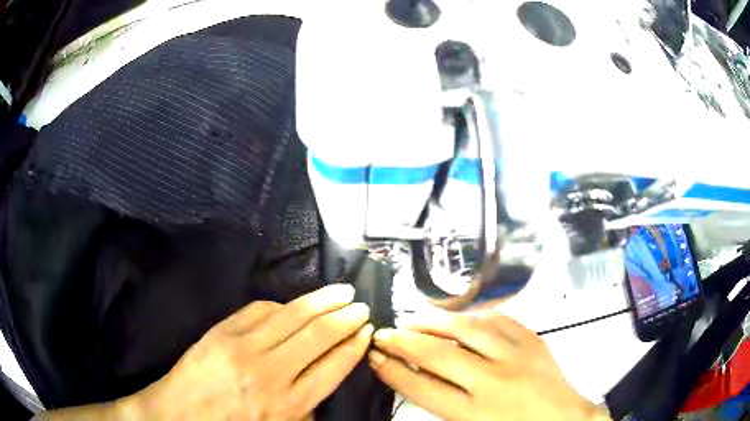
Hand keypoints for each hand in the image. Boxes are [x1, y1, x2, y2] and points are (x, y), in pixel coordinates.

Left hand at [44, 284, 371, 420]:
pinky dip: (283, 305)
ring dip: (322, 301)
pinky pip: (260, 310)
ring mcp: (244, 348)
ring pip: (293, 317)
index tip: (366, 331)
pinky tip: (295, 304)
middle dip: (345, 317)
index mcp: (288, 404)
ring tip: (341, 292)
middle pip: (319, 336)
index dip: (353, 345)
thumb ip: (304, 408)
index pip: (334, 366)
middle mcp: (271, 374)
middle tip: (360, 305)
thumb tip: (323, 379)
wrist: (179, 415)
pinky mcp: (222, 332)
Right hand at [369, 311, 608, 420]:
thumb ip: (444, 401)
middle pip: (437, 356)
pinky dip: (473, 316)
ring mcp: (515, 356)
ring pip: (467, 330)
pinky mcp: (533, 340)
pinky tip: (460, 317)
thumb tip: (416, 373)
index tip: (375, 356)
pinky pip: (498, 320)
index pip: (421, 387)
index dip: (393, 370)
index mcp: (474, 413)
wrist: (563, 420)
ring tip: (415, 318)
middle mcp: (492, 382)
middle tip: (384, 333)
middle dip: (403, 342)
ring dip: (435, 322)